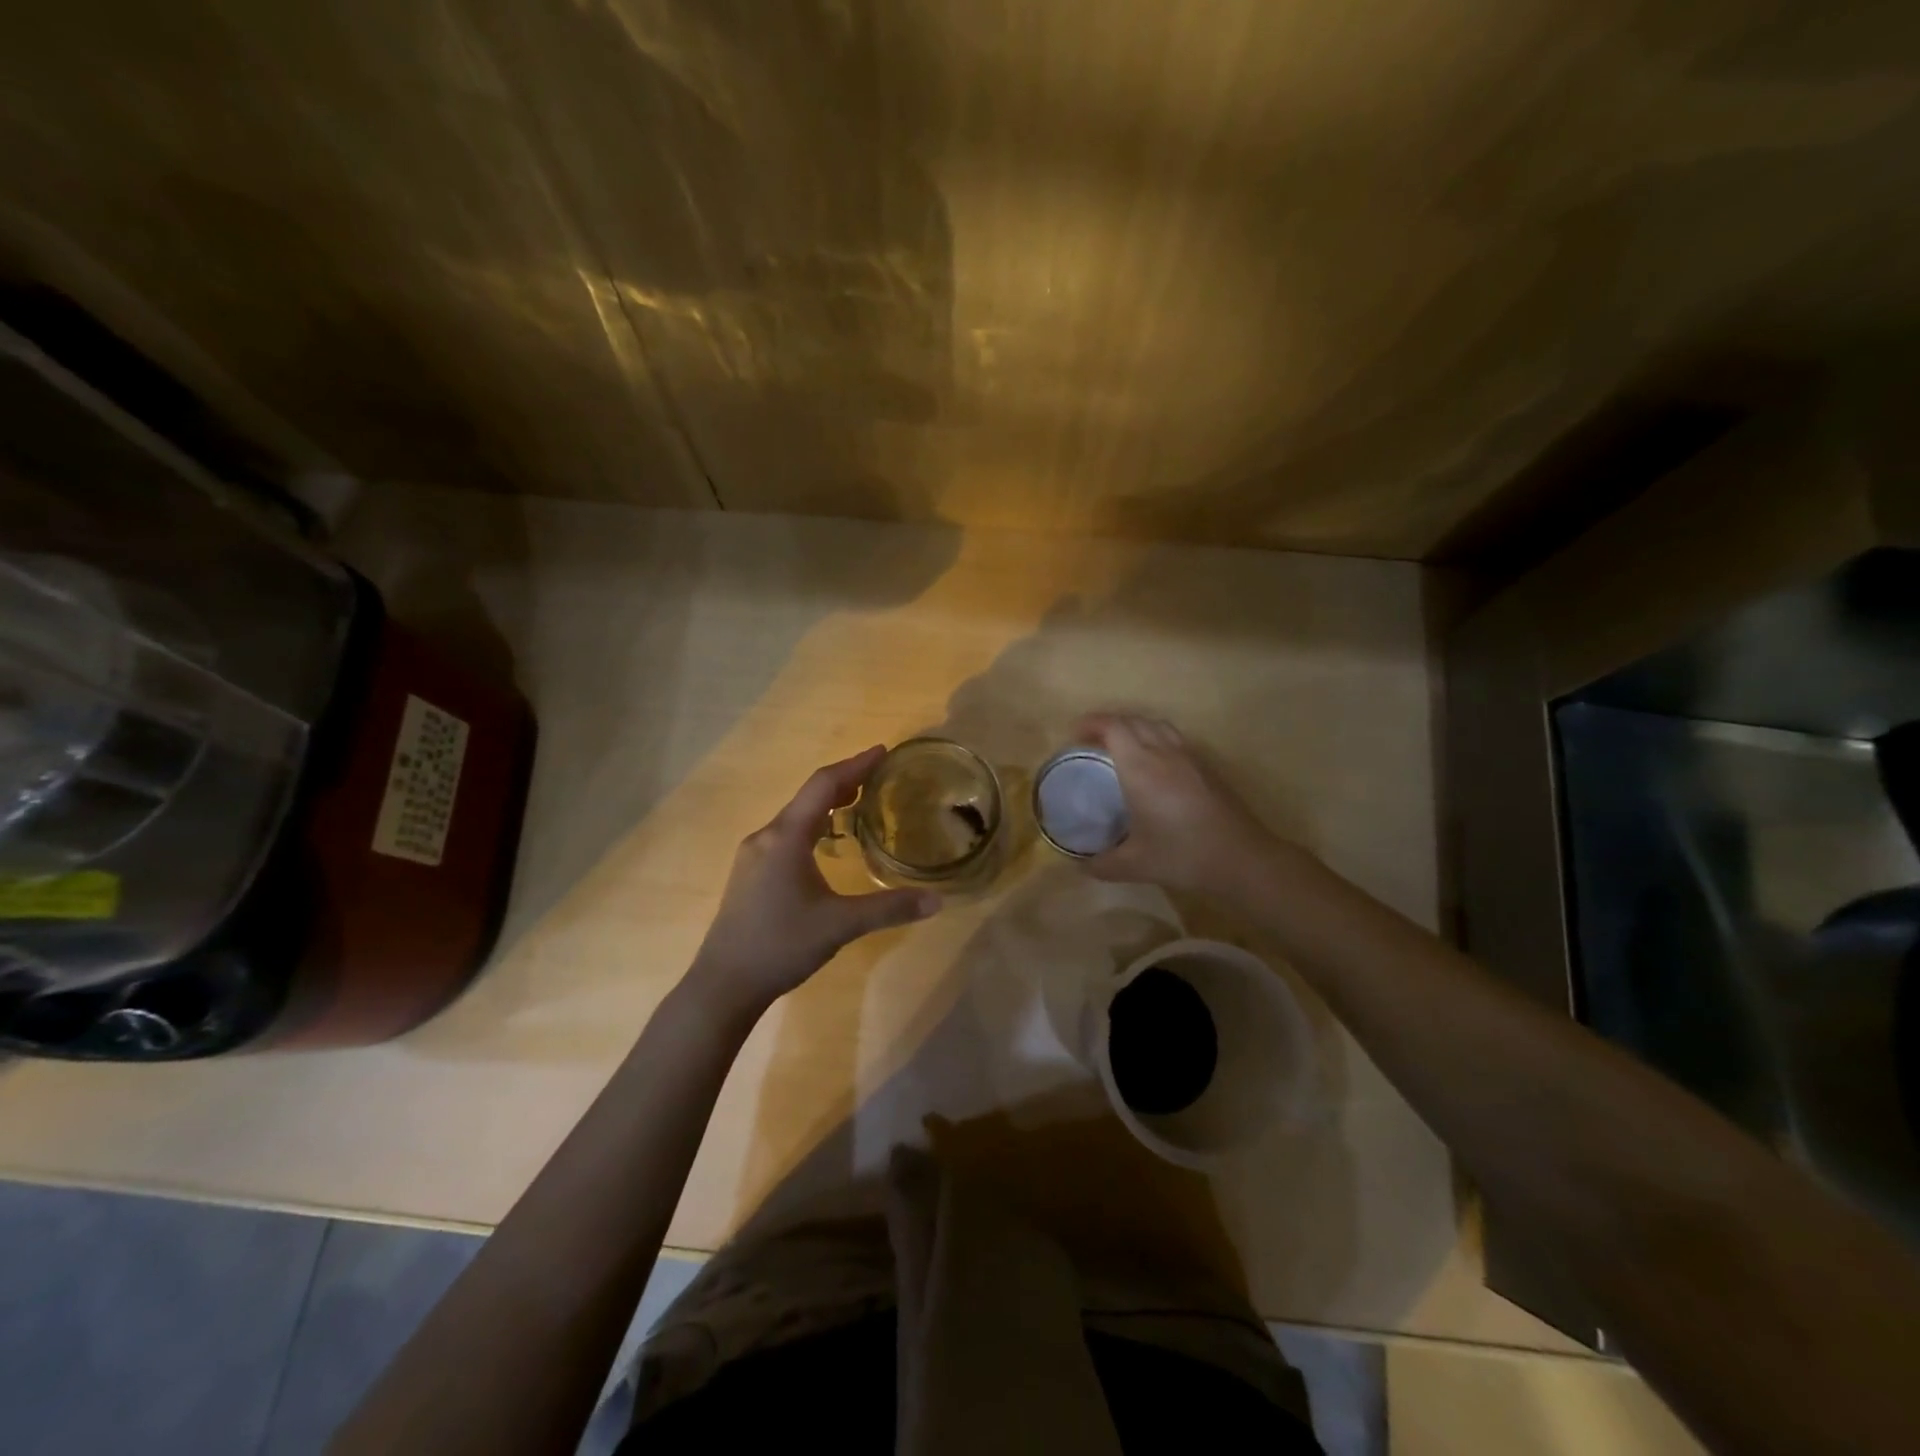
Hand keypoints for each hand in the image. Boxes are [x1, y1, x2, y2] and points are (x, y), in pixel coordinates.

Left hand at [685, 746, 940, 1021]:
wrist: (724, 983)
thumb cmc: (781, 945)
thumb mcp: (840, 926)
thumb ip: (889, 908)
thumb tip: (937, 902)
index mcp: (786, 837)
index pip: (824, 785)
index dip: (855, 765)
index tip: (882, 751)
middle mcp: (766, 836)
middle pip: (809, 796)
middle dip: (845, 782)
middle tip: (879, 776)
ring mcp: (753, 855)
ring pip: (796, 816)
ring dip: (827, 804)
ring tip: (858, 803)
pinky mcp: (750, 873)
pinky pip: (786, 834)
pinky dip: (813, 825)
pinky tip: (826, 843)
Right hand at [1074, 713, 1278, 894]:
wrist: (1241, 859)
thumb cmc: (1183, 855)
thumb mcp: (1134, 865)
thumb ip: (1102, 864)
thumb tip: (1080, 865)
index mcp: (1141, 767)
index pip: (1113, 727)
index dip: (1091, 724)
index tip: (1074, 736)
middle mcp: (1164, 753)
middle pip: (1134, 720)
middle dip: (1109, 724)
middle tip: (1091, 743)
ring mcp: (1189, 757)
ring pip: (1157, 725)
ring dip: (1134, 727)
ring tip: (1120, 748)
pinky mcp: (1207, 768)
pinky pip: (1174, 739)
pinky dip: (1155, 739)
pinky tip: (1153, 766)